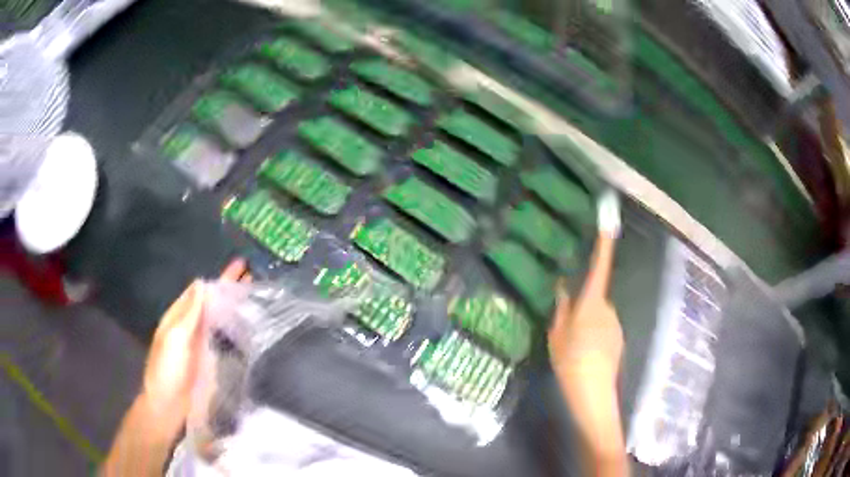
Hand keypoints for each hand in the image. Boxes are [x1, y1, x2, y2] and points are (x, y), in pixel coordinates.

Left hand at [141, 260, 249, 428]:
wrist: (169, 406)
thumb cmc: (167, 370)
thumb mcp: (174, 338)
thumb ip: (189, 313)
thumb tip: (202, 283)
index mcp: (179, 316)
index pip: (201, 290)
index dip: (220, 278)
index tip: (241, 265)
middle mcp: (191, 326)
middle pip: (212, 302)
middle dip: (230, 288)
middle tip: (254, 274)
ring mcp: (202, 343)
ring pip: (220, 317)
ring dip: (235, 305)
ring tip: (256, 295)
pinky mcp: (211, 359)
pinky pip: (224, 337)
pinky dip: (235, 327)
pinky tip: (249, 325)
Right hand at [548, 233, 622, 384]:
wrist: (593, 389)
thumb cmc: (570, 359)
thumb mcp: (556, 334)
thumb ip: (561, 308)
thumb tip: (562, 286)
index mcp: (592, 302)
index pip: (600, 267)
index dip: (604, 245)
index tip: (609, 223)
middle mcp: (608, 308)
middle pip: (596, 297)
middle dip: (584, 305)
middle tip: (567, 328)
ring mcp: (616, 324)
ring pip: (600, 315)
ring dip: (589, 323)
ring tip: (574, 347)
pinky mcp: (619, 338)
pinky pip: (605, 329)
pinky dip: (596, 336)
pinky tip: (585, 354)